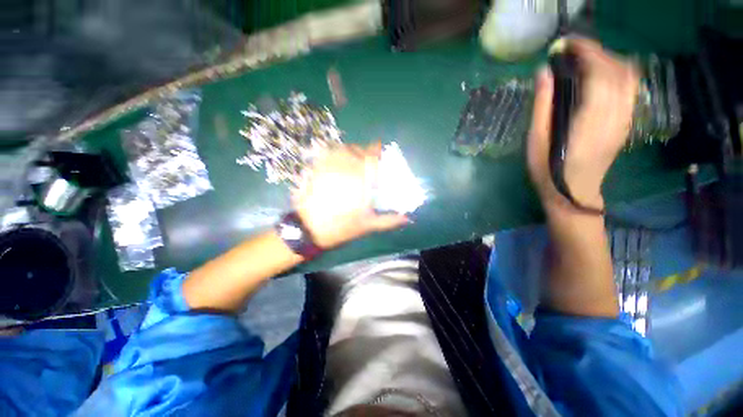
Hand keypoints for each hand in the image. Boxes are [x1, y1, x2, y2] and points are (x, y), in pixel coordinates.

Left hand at [292, 144, 408, 248]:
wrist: (308, 229)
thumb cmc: (340, 227)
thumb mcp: (367, 225)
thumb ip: (388, 220)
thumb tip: (408, 218)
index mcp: (360, 180)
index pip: (371, 157)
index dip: (377, 150)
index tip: (380, 151)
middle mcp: (345, 168)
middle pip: (357, 150)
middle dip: (365, 152)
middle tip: (368, 162)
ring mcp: (328, 166)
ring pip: (342, 149)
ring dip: (351, 151)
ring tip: (354, 161)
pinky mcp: (316, 169)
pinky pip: (327, 154)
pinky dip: (335, 153)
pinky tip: (338, 163)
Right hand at [527, 37, 639, 211]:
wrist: (574, 193)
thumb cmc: (549, 170)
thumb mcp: (536, 140)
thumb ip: (541, 106)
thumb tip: (543, 72)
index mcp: (589, 121)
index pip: (599, 74)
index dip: (587, 52)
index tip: (569, 44)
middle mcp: (614, 116)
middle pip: (618, 70)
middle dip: (598, 52)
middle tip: (573, 52)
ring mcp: (624, 120)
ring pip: (629, 77)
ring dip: (610, 60)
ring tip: (587, 61)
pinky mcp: (626, 123)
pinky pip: (631, 89)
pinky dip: (618, 73)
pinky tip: (601, 76)